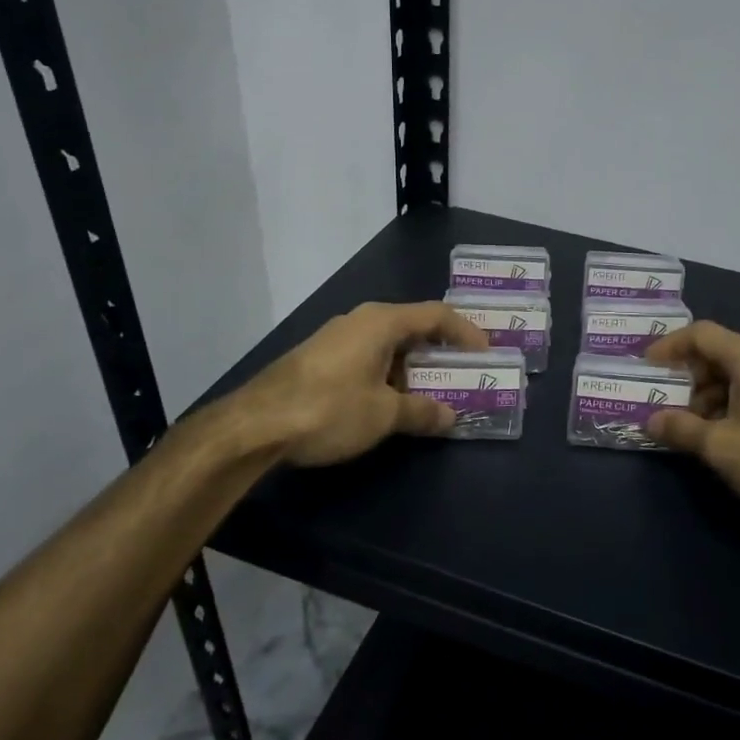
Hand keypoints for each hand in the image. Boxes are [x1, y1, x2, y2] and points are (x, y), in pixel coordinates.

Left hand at [234, 301, 488, 466]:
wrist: (254, 425)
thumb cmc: (329, 409)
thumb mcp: (384, 415)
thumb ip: (422, 412)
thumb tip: (450, 415)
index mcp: (381, 322)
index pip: (436, 314)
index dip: (466, 332)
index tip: (485, 354)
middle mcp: (359, 320)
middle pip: (411, 328)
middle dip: (439, 353)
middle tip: (461, 376)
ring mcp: (335, 338)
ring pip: (387, 345)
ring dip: (412, 368)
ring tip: (429, 396)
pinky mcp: (317, 358)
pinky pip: (365, 358)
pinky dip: (386, 375)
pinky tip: (387, 403)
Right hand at [645, 321, 739, 531]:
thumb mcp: (721, 448)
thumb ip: (681, 429)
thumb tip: (652, 420)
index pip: (701, 334)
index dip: (669, 346)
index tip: (647, 366)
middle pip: (720, 354)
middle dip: (689, 378)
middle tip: (668, 406)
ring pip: (739, 376)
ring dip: (711, 397)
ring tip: (695, 430)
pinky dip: (734, 406)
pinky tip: (728, 439)